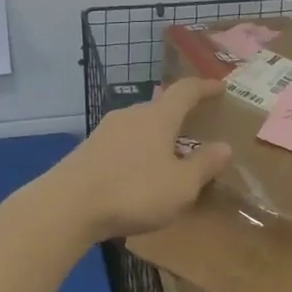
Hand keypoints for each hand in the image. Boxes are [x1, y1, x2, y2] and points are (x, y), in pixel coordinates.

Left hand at [49, 79, 233, 242]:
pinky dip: (138, 150)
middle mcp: (132, 114)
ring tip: (169, 154)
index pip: (186, 91)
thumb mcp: (181, 185)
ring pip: (140, 125)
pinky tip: (139, 172)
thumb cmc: (134, 191)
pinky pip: (123, 142)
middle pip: (160, 106)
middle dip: (179, 115)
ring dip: (157, 135)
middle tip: (195, 127)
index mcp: (159, 117)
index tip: (220, 86)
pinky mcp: (89, 149)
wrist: (67, 206)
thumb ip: (204, 165)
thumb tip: (224, 146)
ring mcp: (106, 130)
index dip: (205, 87)